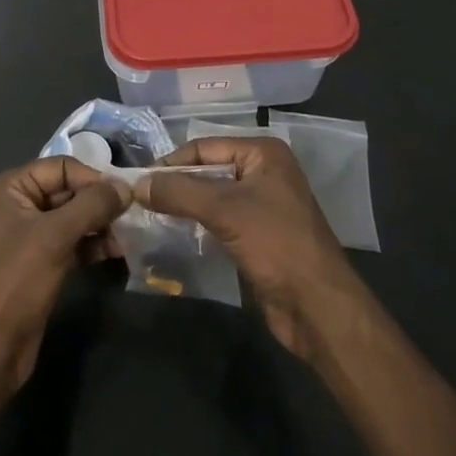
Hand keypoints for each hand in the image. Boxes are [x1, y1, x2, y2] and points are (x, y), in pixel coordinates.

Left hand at [0, 157, 130, 400]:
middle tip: (135, 213)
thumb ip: (92, 206)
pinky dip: (92, 244)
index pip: (61, 167)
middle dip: (100, 201)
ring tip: (131, 233)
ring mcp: (28, 237)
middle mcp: (17, 206)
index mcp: (10, 188)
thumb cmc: (14, 283)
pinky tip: (118, 251)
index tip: (127, 193)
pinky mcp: (39, 265)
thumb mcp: (54, 237)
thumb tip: (126, 187)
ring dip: (100, 224)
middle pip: (67, 191)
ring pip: (72, 219)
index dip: (93, 177)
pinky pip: (71, 243)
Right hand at [135, 137, 364, 359]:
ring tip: (149, 215)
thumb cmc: (276, 244)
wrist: (318, 307)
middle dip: (176, 183)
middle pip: (208, 170)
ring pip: (212, 197)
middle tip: (139, 198)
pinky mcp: (258, 235)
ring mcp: (262, 205)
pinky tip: (175, 233)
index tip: (138, 181)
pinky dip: (198, 224)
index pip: (205, 147)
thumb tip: (136, 184)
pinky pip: (220, 220)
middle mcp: (264, 172)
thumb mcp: (225, 211)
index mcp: (263, 153)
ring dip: (185, 205)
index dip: (171, 162)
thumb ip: (179, 193)